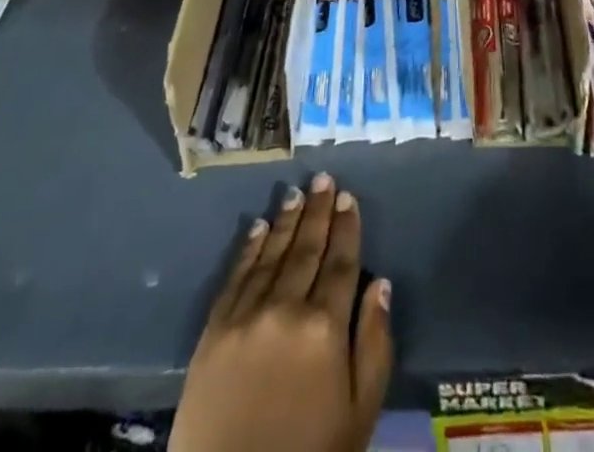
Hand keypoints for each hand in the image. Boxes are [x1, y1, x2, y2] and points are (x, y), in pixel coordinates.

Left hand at [171, 173, 391, 451]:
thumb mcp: (359, 414)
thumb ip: (374, 346)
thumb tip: (380, 284)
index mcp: (325, 328)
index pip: (340, 263)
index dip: (346, 228)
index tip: (349, 198)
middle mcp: (285, 309)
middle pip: (307, 249)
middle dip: (318, 211)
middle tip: (324, 179)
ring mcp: (246, 316)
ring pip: (272, 254)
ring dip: (287, 221)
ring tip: (297, 193)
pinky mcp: (214, 330)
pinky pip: (236, 276)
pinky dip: (249, 248)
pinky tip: (258, 227)